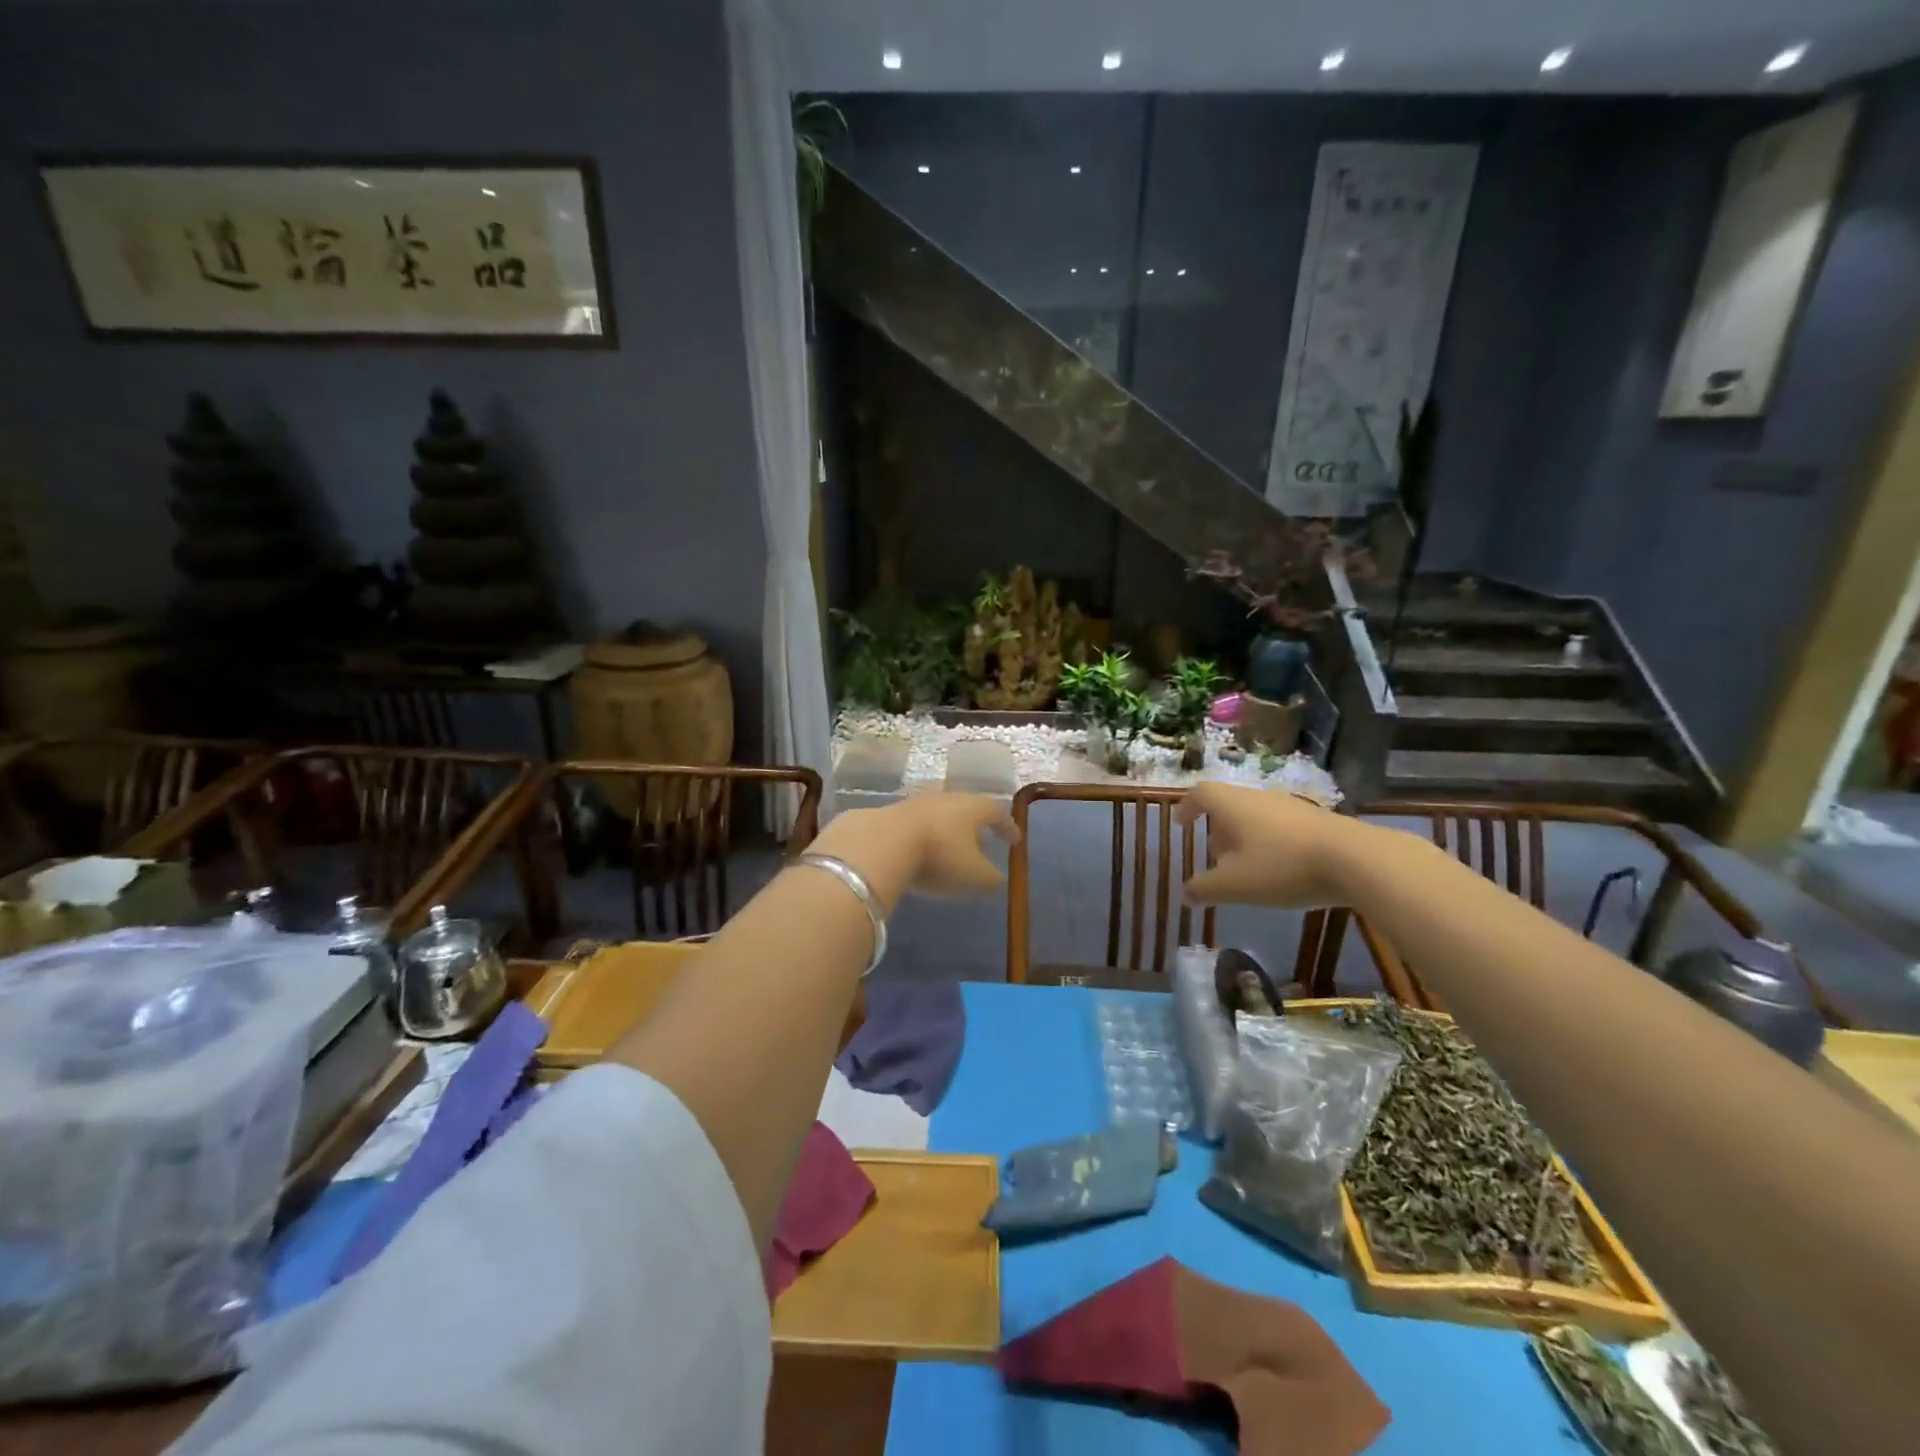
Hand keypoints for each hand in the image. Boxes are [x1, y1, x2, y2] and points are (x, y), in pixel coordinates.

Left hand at [811, 792, 1016, 904]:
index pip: (997, 812)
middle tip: (982, 843)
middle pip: (967, 809)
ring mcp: (916, 803)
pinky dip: (924, 837)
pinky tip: (919, 852)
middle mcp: (947, 798)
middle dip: (976, 826)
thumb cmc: (939, 856)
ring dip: (948, 831)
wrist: (881, 843)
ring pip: (940, 815)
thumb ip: (990, 879)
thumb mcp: (974, 875)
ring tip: (950, 849)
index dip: (1008, 827)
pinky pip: (915, 825)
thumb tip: (997, 880)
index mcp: (973, 808)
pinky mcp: (890, 813)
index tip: (1015, 840)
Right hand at [1173, 782, 1360, 908]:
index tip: (1181, 825)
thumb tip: (1184, 894)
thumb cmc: (1282, 867)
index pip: (1201, 793)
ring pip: (1256, 817)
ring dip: (1245, 839)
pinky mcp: (1317, 821)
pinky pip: (1281, 827)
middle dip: (1218, 830)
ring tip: (1248, 870)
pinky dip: (1270, 844)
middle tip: (1215, 858)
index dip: (1187, 807)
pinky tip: (1281, 872)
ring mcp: (1291, 807)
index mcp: (1233, 805)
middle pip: (1229, 806)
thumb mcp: (1235, 885)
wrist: (1355, 860)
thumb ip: (1204, 889)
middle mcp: (1259, 798)